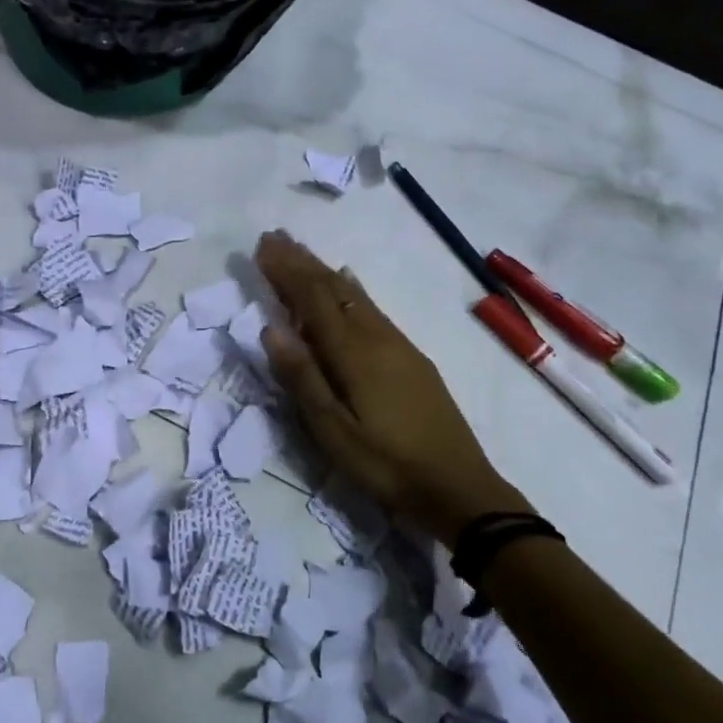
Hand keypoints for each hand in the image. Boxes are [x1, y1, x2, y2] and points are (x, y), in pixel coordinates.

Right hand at [254, 230, 531, 544]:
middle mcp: (376, 337)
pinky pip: (373, 308)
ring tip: (302, 252)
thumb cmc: (386, 464)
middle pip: (334, 289)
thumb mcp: (333, 431)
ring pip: (355, 295)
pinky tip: (350, 283)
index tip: (263, 246)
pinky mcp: (411, 357)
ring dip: (325, 271)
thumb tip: (270, 328)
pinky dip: (352, 289)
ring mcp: (398, 344)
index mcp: (353, 352)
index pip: (312, 299)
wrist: (458, 485)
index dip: (287, 271)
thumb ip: (302, 378)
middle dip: (303, 262)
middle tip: (275, 237)